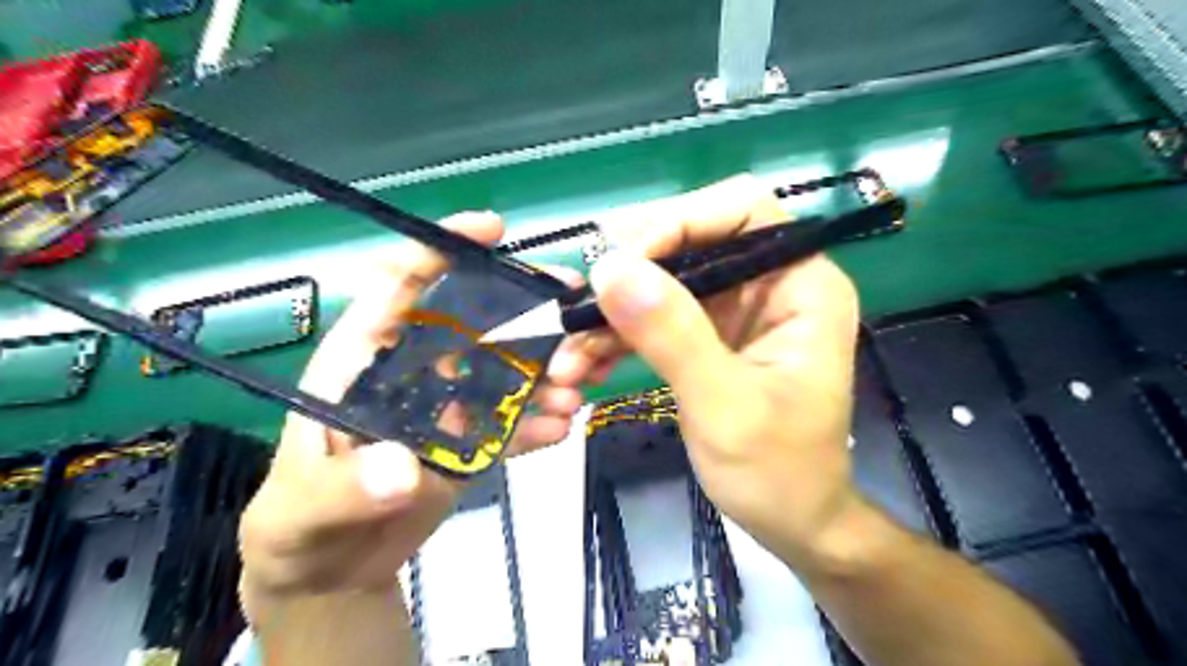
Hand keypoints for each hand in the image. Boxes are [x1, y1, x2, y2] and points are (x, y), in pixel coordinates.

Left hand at [236, 213, 590, 612]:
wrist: (330, 567)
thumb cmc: (298, 520)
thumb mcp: (306, 505)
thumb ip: (348, 488)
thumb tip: (403, 468)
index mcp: (365, 358)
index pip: (401, 285)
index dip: (443, 249)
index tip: (494, 230)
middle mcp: (414, 370)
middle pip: (474, 322)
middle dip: (525, 312)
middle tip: (573, 313)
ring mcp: (447, 405)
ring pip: (502, 371)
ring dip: (542, 374)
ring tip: (574, 392)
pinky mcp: (468, 441)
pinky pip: (509, 422)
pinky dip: (536, 422)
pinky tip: (560, 428)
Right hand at [548, 174, 863, 569]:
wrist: (792, 523)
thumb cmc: (778, 473)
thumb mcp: (723, 405)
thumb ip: (672, 334)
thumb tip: (611, 268)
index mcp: (802, 286)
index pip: (743, 211)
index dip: (681, 221)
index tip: (624, 264)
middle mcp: (771, 285)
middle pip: (693, 242)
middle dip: (632, 273)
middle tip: (579, 308)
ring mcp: (737, 311)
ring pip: (665, 282)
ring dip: (613, 314)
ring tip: (569, 354)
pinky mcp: (710, 336)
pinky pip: (657, 318)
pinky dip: (620, 337)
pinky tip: (585, 364)